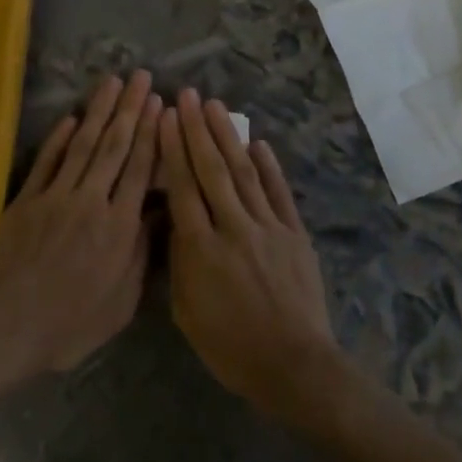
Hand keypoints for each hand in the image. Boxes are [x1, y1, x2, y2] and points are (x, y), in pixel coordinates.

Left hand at [0, 72, 161, 379]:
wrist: (6, 328)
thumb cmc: (70, 325)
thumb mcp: (121, 302)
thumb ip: (140, 254)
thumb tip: (159, 213)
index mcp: (118, 227)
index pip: (140, 169)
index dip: (152, 134)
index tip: (160, 104)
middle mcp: (91, 201)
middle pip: (115, 147)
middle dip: (130, 109)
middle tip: (141, 77)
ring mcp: (55, 197)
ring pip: (83, 146)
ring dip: (99, 111)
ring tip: (112, 82)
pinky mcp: (26, 200)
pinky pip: (46, 162)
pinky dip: (59, 138)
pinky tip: (72, 117)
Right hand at [158, 90, 338, 422]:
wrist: (294, 365)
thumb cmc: (231, 348)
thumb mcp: (186, 313)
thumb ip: (179, 264)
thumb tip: (176, 224)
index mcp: (200, 250)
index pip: (183, 188)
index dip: (173, 149)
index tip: (166, 117)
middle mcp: (233, 228)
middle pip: (212, 170)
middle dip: (197, 130)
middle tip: (186, 95)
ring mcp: (268, 228)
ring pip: (244, 173)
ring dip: (228, 137)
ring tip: (214, 107)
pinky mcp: (295, 234)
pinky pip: (279, 193)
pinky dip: (269, 166)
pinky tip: (258, 143)